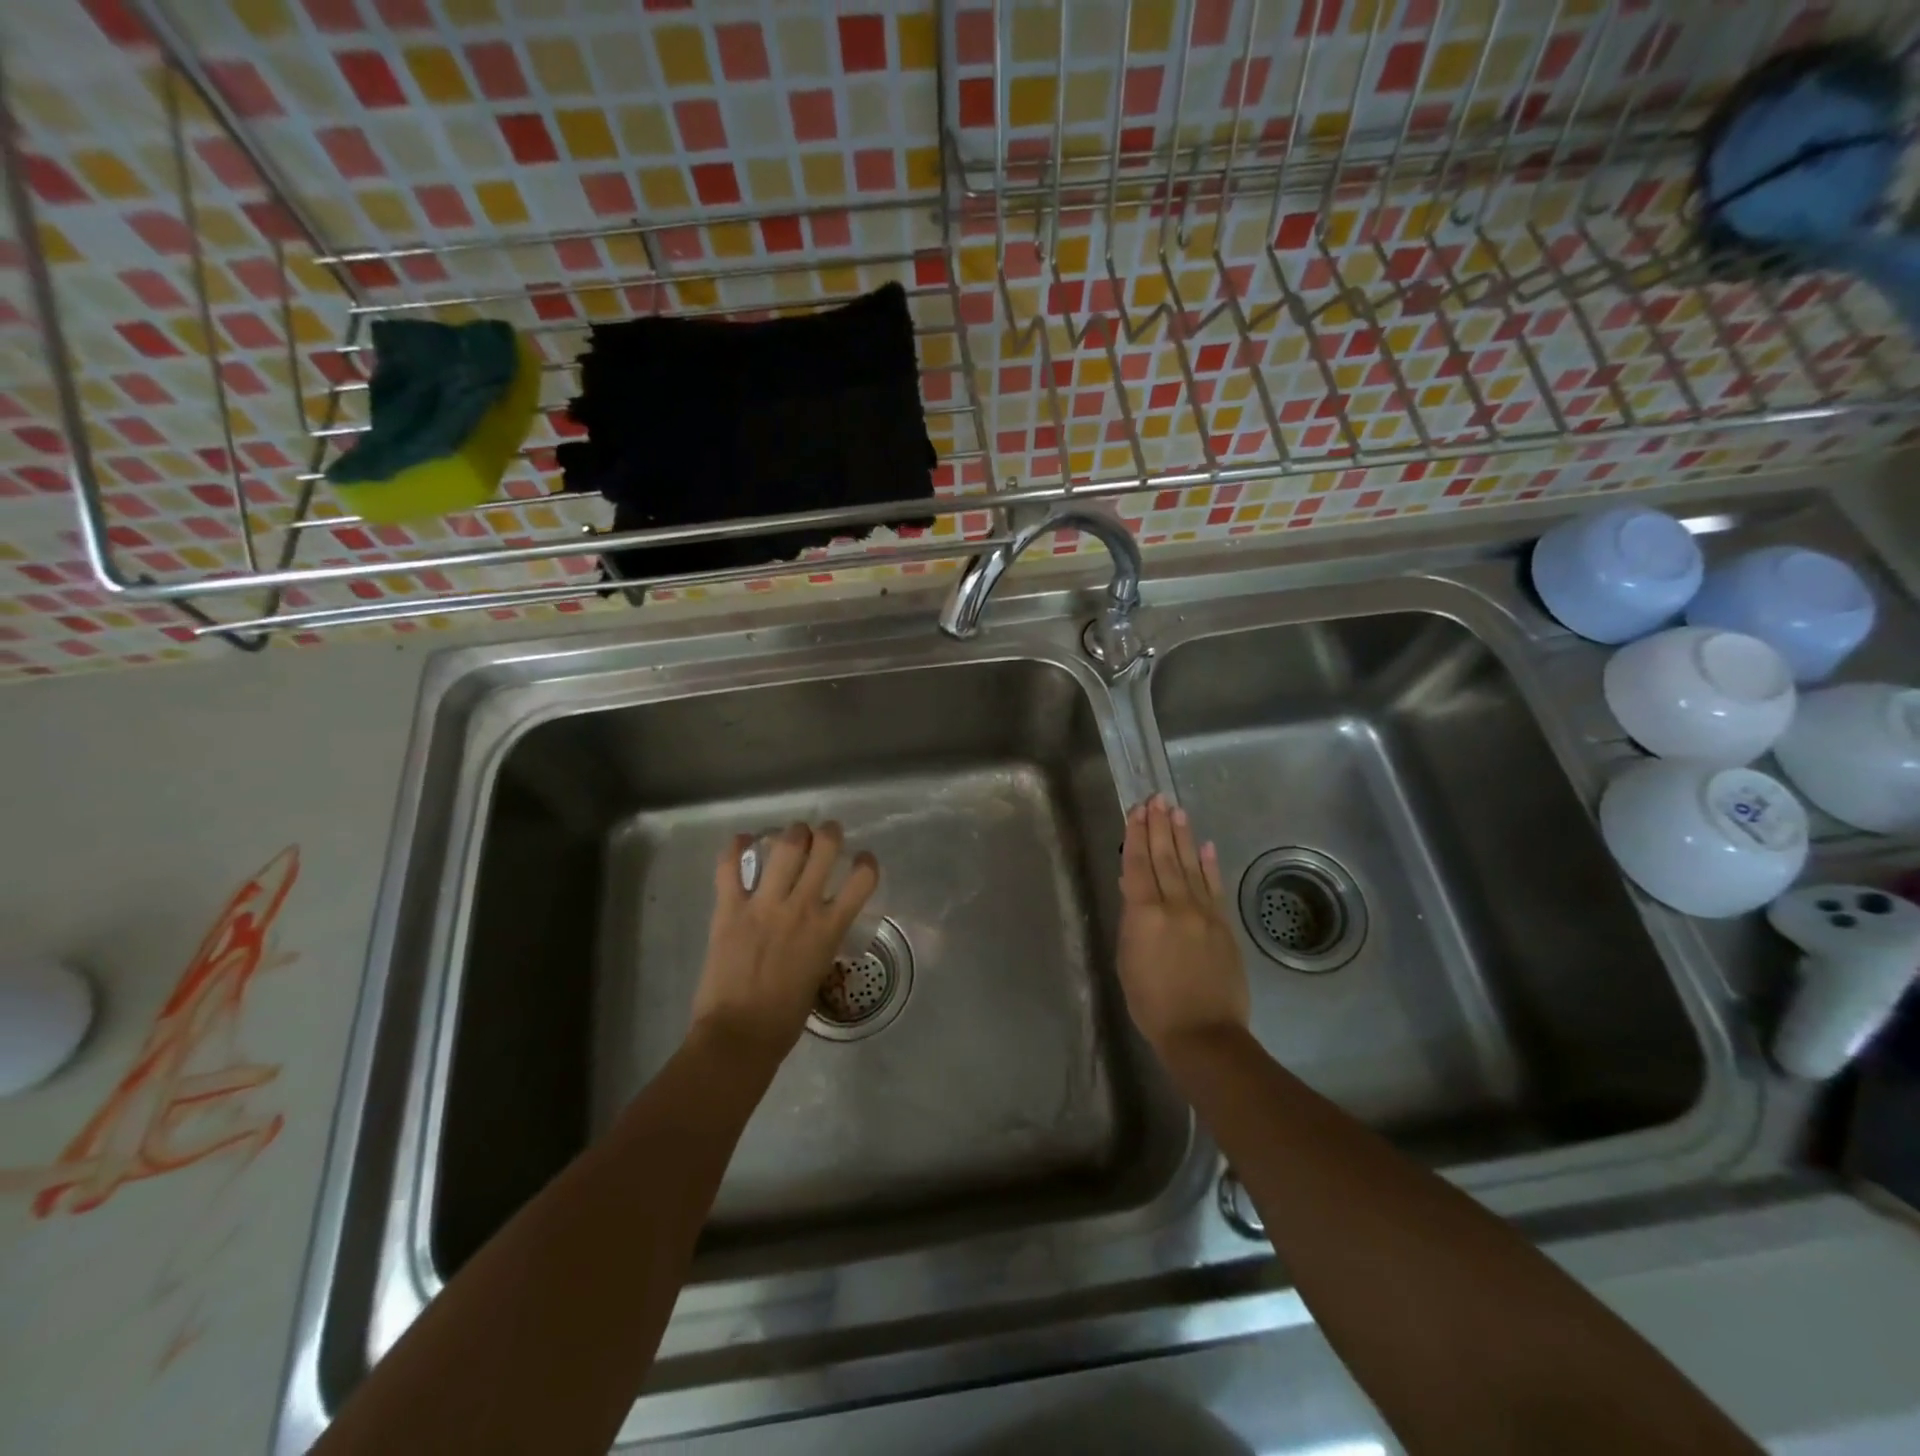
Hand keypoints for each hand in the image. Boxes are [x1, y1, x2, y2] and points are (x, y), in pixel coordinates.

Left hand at [691, 821, 879, 1061]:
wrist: (739, 1036)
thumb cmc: (785, 1017)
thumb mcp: (819, 972)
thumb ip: (821, 941)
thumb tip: (818, 926)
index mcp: (829, 929)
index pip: (862, 879)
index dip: (867, 862)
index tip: (862, 860)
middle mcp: (801, 908)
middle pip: (824, 848)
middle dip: (828, 833)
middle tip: (826, 834)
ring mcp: (764, 905)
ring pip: (784, 847)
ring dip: (792, 833)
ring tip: (792, 835)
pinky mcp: (729, 909)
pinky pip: (729, 867)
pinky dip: (735, 848)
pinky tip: (742, 841)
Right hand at [1117, 794, 1248, 1055]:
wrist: (1203, 1032)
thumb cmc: (1152, 1003)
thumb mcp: (1127, 959)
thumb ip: (1131, 920)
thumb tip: (1132, 887)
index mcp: (1144, 914)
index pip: (1138, 865)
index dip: (1136, 835)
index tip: (1136, 810)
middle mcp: (1175, 905)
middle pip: (1165, 857)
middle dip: (1159, 825)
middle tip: (1156, 798)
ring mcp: (1204, 913)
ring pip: (1190, 865)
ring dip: (1183, 836)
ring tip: (1177, 810)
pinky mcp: (1224, 925)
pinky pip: (1215, 887)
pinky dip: (1210, 865)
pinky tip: (1206, 845)